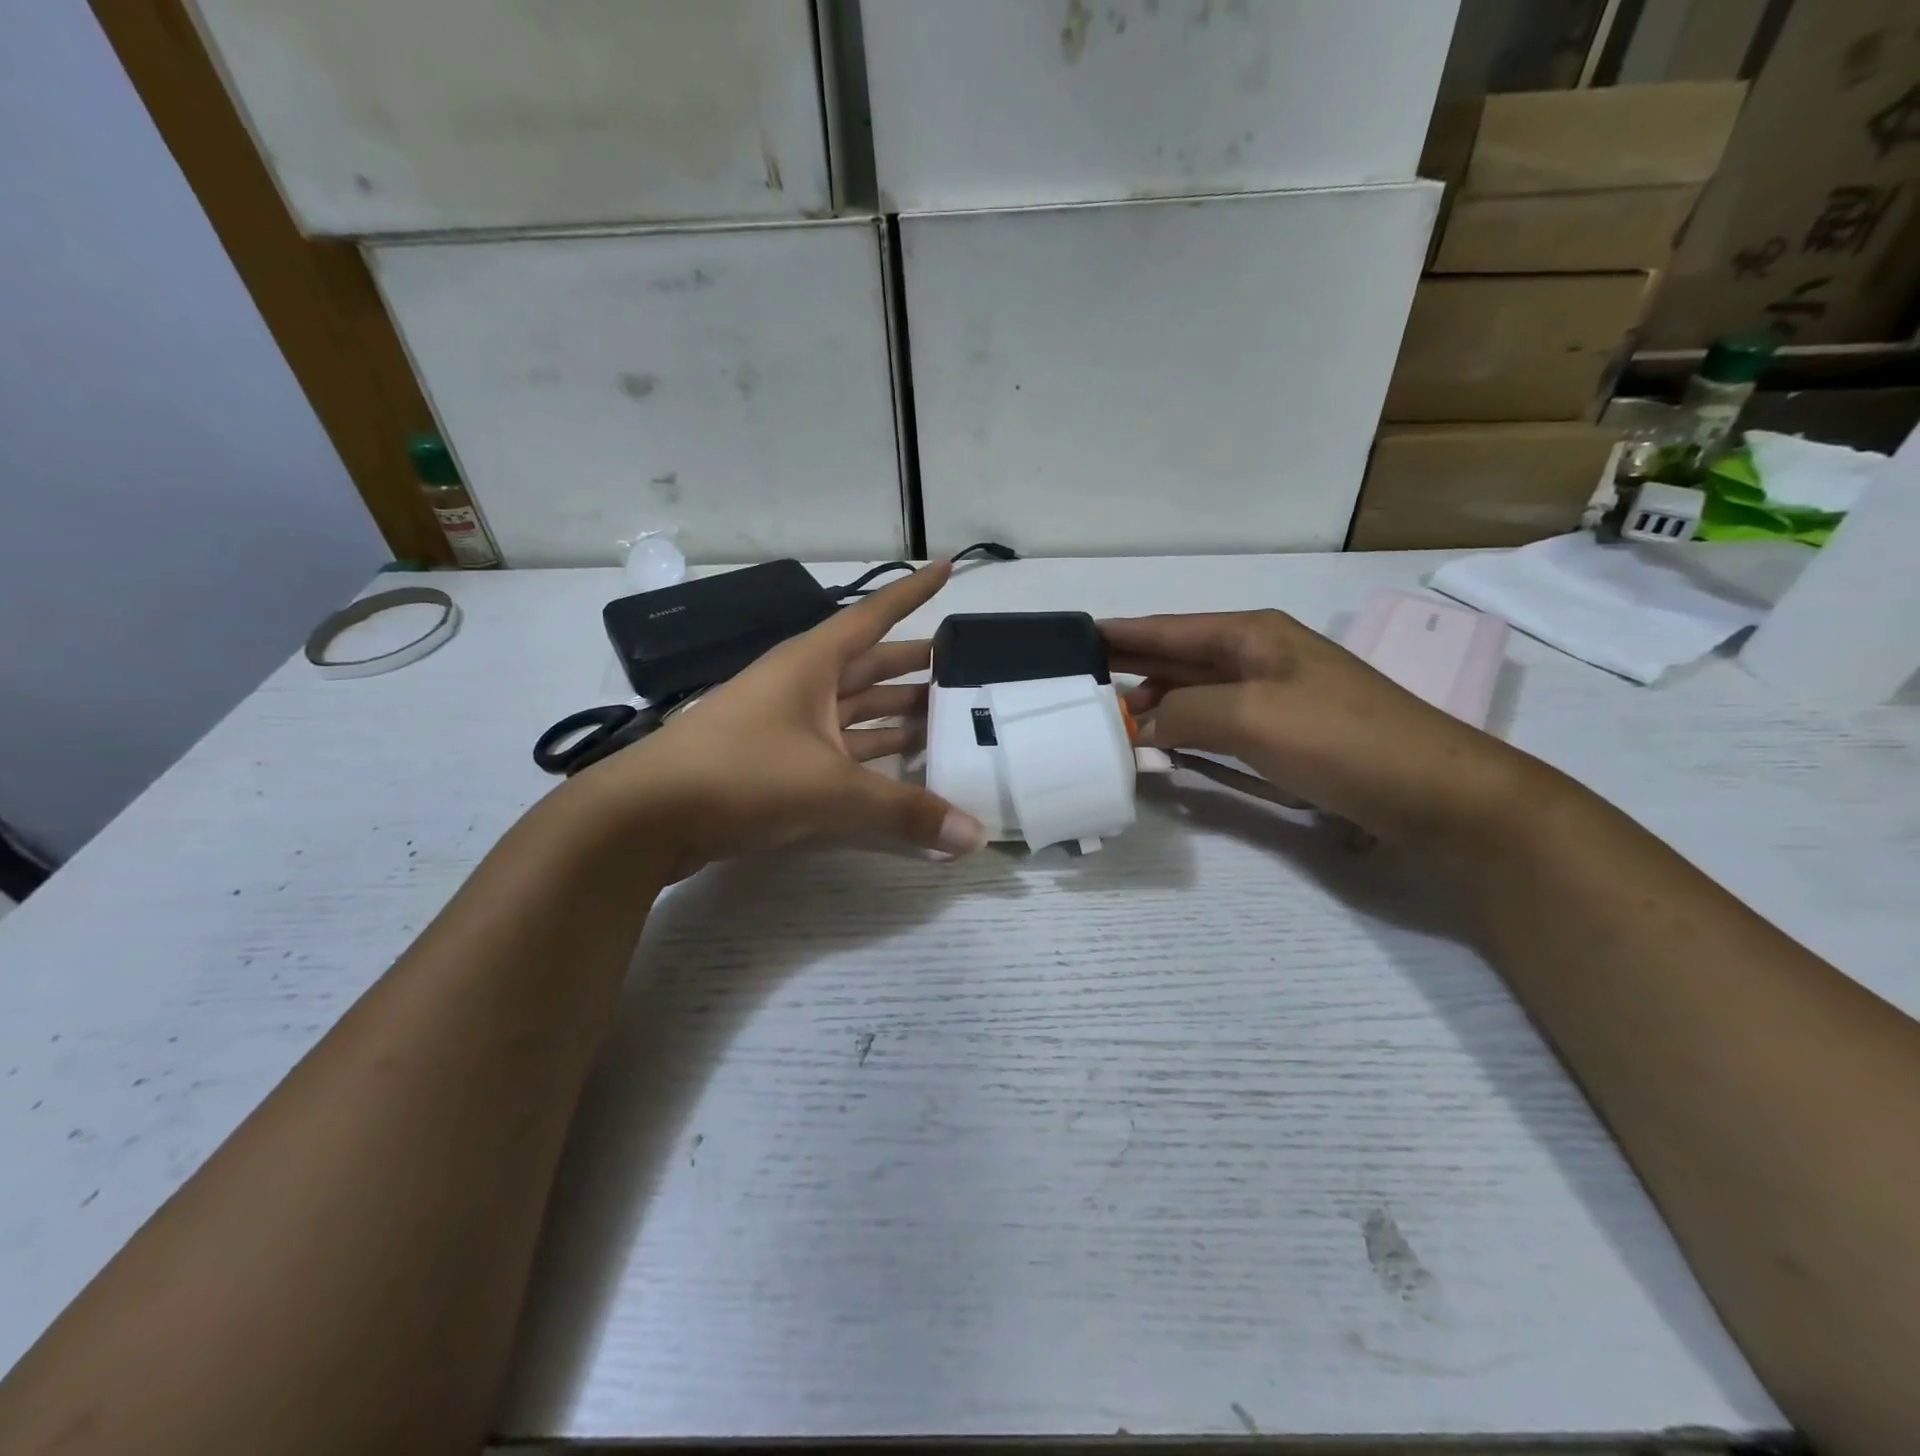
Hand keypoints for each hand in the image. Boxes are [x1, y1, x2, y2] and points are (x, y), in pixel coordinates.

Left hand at [571, 562, 986, 877]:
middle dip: (915, 666)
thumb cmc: (739, 774)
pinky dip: (871, 758)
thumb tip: (974, 838)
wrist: (646, 817)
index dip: (911, 593)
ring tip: (946, 719)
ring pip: (856, 712)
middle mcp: (802, 686)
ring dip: (896, 714)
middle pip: (870, 666)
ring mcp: (788, 726)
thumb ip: (903, 811)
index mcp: (811, 664)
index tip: (947, 569)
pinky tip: (903, 768)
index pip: (873, 616)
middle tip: (964, 671)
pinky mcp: (779, 764)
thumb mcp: (828, 788)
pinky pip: (840, 751)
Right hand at [1102, 610, 1531, 847]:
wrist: (1436, 791)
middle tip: (1076, 679)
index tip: (1072, 637)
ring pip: (1195, 691)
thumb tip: (1139, 724)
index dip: (1119, 633)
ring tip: (1108, 717)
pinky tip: (1162, 742)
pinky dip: (1183, 728)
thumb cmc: (1341, 739)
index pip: (1167, 628)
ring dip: (1153, 701)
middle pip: (1178, 655)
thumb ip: (1182, 713)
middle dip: (1129, 665)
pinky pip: (1216, 722)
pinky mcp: (1285, 734)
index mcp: (1251, 635)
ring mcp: (1274, 696)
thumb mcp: (1250, 717)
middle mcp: (1259, 656)